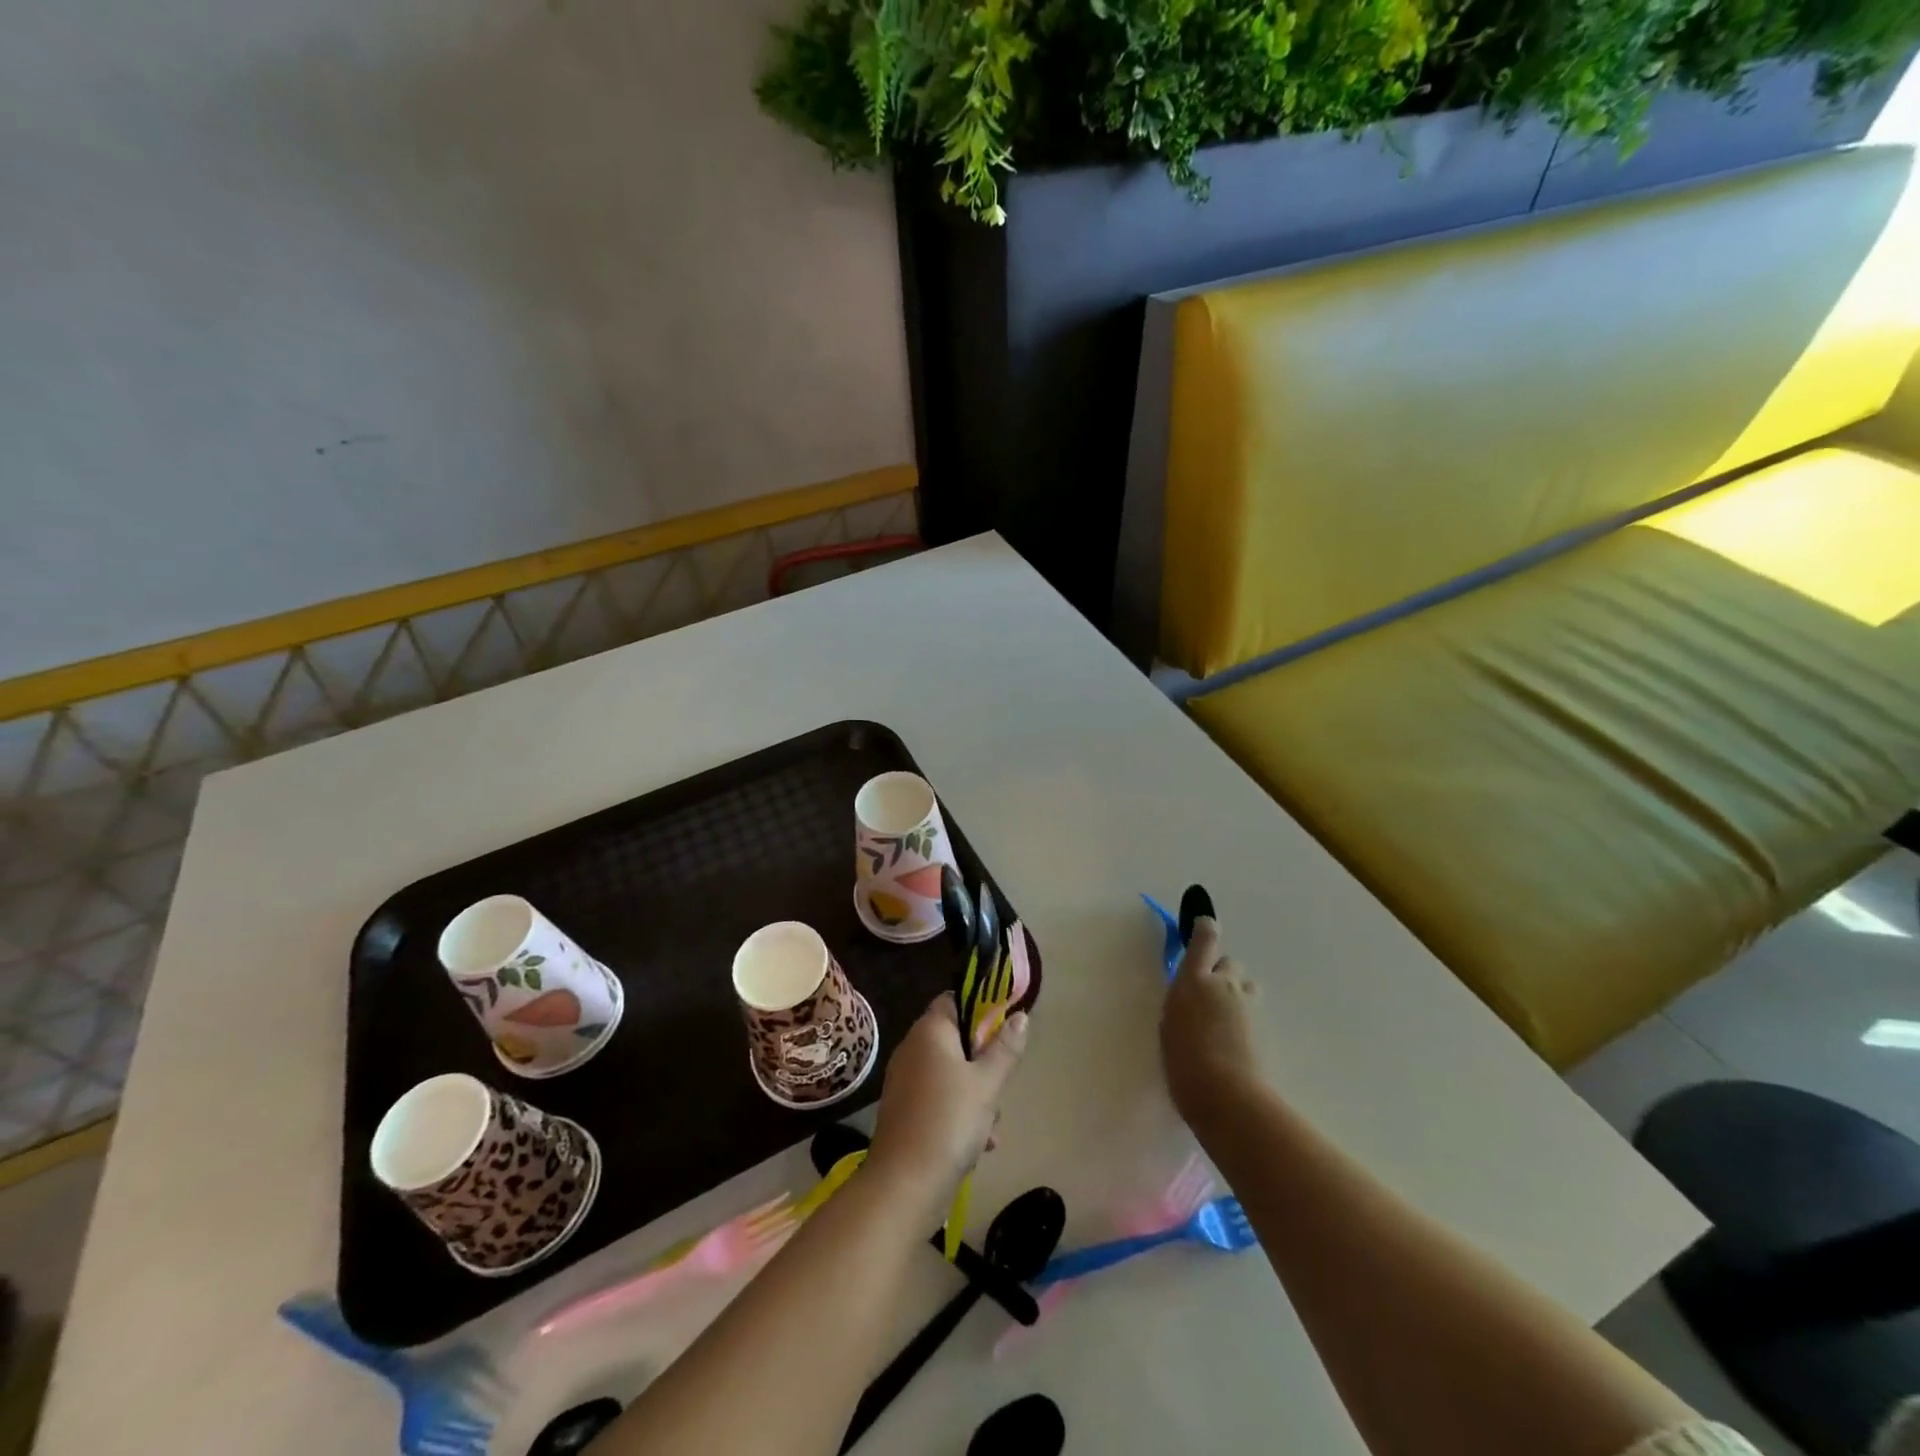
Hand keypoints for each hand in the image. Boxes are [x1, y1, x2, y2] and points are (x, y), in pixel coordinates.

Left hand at [868, 995, 1028, 1216]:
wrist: (905, 1183)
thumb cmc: (950, 1120)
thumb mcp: (987, 1083)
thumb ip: (1005, 1048)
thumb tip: (1020, 1016)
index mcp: (929, 1031)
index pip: (953, 1000)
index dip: (980, 1010)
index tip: (1002, 1033)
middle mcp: (912, 1049)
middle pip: (956, 1040)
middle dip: (983, 1063)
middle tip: (999, 1085)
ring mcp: (906, 1081)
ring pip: (951, 1074)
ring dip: (976, 1095)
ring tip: (991, 1125)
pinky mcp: (905, 1111)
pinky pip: (939, 1100)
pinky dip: (959, 1115)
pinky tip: (980, 1144)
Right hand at [1161, 918, 1264, 1126]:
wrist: (1228, 1097)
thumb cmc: (1184, 1062)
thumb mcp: (1170, 1026)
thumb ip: (1182, 1003)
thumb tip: (1193, 997)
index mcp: (1194, 980)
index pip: (1205, 939)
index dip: (1205, 929)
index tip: (1204, 925)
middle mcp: (1224, 984)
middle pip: (1230, 963)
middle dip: (1222, 974)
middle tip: (1211, 998)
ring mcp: (1249, 1004)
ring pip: (1245, 985)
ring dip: (1237, 994)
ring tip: (1226, 1022)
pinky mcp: (1267, 1026)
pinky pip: (1254, 1010)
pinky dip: (1246, 1018)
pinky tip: (1237, 1043)